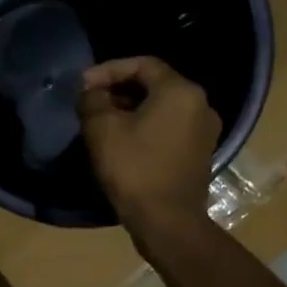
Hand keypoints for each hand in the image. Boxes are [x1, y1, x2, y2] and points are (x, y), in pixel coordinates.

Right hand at [77, 57, 222, 229]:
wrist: (166, 222)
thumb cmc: (134, 169)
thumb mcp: (102, 128)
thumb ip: (93, 100)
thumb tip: (91, 92)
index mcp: (180, 91)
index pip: (142, 64)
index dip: (108, 69)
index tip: (83, 85)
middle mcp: (200, 105)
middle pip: (154, 84)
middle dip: (118, 88)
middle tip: (90, 101)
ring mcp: (204, 131)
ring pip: (161, 107)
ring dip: (130, 108)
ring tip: (102, 120)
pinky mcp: (199, 153)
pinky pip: (169, 127)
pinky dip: (145, 125)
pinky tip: (122, 140)